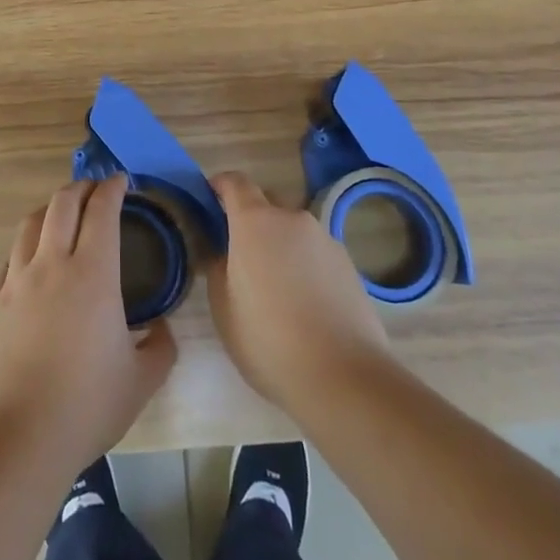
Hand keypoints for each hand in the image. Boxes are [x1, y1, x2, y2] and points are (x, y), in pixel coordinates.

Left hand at [0, 176, 176, 475]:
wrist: (18, 437)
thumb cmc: (86, 406)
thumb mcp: (141, 381)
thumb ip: (160, 348)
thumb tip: (160, 329)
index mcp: (92, 273)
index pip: (102, 211)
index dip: (112, 189)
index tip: (121, 181)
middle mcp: (52, 263)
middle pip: (62, 203)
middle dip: (81, 188)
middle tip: (94, 191)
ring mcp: (15, 280)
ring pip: (30, 223)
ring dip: (49, 210)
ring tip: (60, 216)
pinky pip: (10, 259)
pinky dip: (26, 248)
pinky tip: (31, 264)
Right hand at [207, 171, 391, 413]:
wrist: (344, 377)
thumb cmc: (269, 340)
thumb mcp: (223, 308)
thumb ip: (218, 268)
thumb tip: (224, 252)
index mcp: (255, 222)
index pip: (235, 182)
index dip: (220, 185)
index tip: (210, 199)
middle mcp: (292, 219)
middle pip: (267, 202)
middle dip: (252, 218)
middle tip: (241, 253)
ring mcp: (325, 239)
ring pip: (294, 230)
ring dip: (281, 244)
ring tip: (277, 285)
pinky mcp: (349, 264)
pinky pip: (316, 252)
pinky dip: (305, 264)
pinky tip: (305, 302)